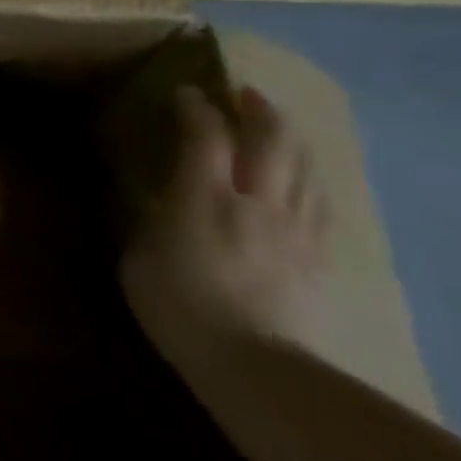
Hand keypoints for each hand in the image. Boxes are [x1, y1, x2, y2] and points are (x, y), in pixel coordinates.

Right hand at [120, 83, 329, 367]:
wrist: (258, 366)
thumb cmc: (181, 311)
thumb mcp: (140, 262)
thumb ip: (152, 223)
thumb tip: (161, 201)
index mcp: (205, 199)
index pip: (204, 136)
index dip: (196, 108)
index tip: (188, 93)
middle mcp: (257, 201)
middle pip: (270, 140)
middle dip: (258, 109)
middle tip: (246, 93)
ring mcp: (296, 228)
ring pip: (304, 167)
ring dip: (290, 140)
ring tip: (278, 130)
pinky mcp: (321, 257)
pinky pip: (320, 205)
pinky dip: (309, 181)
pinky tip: (304, 184)